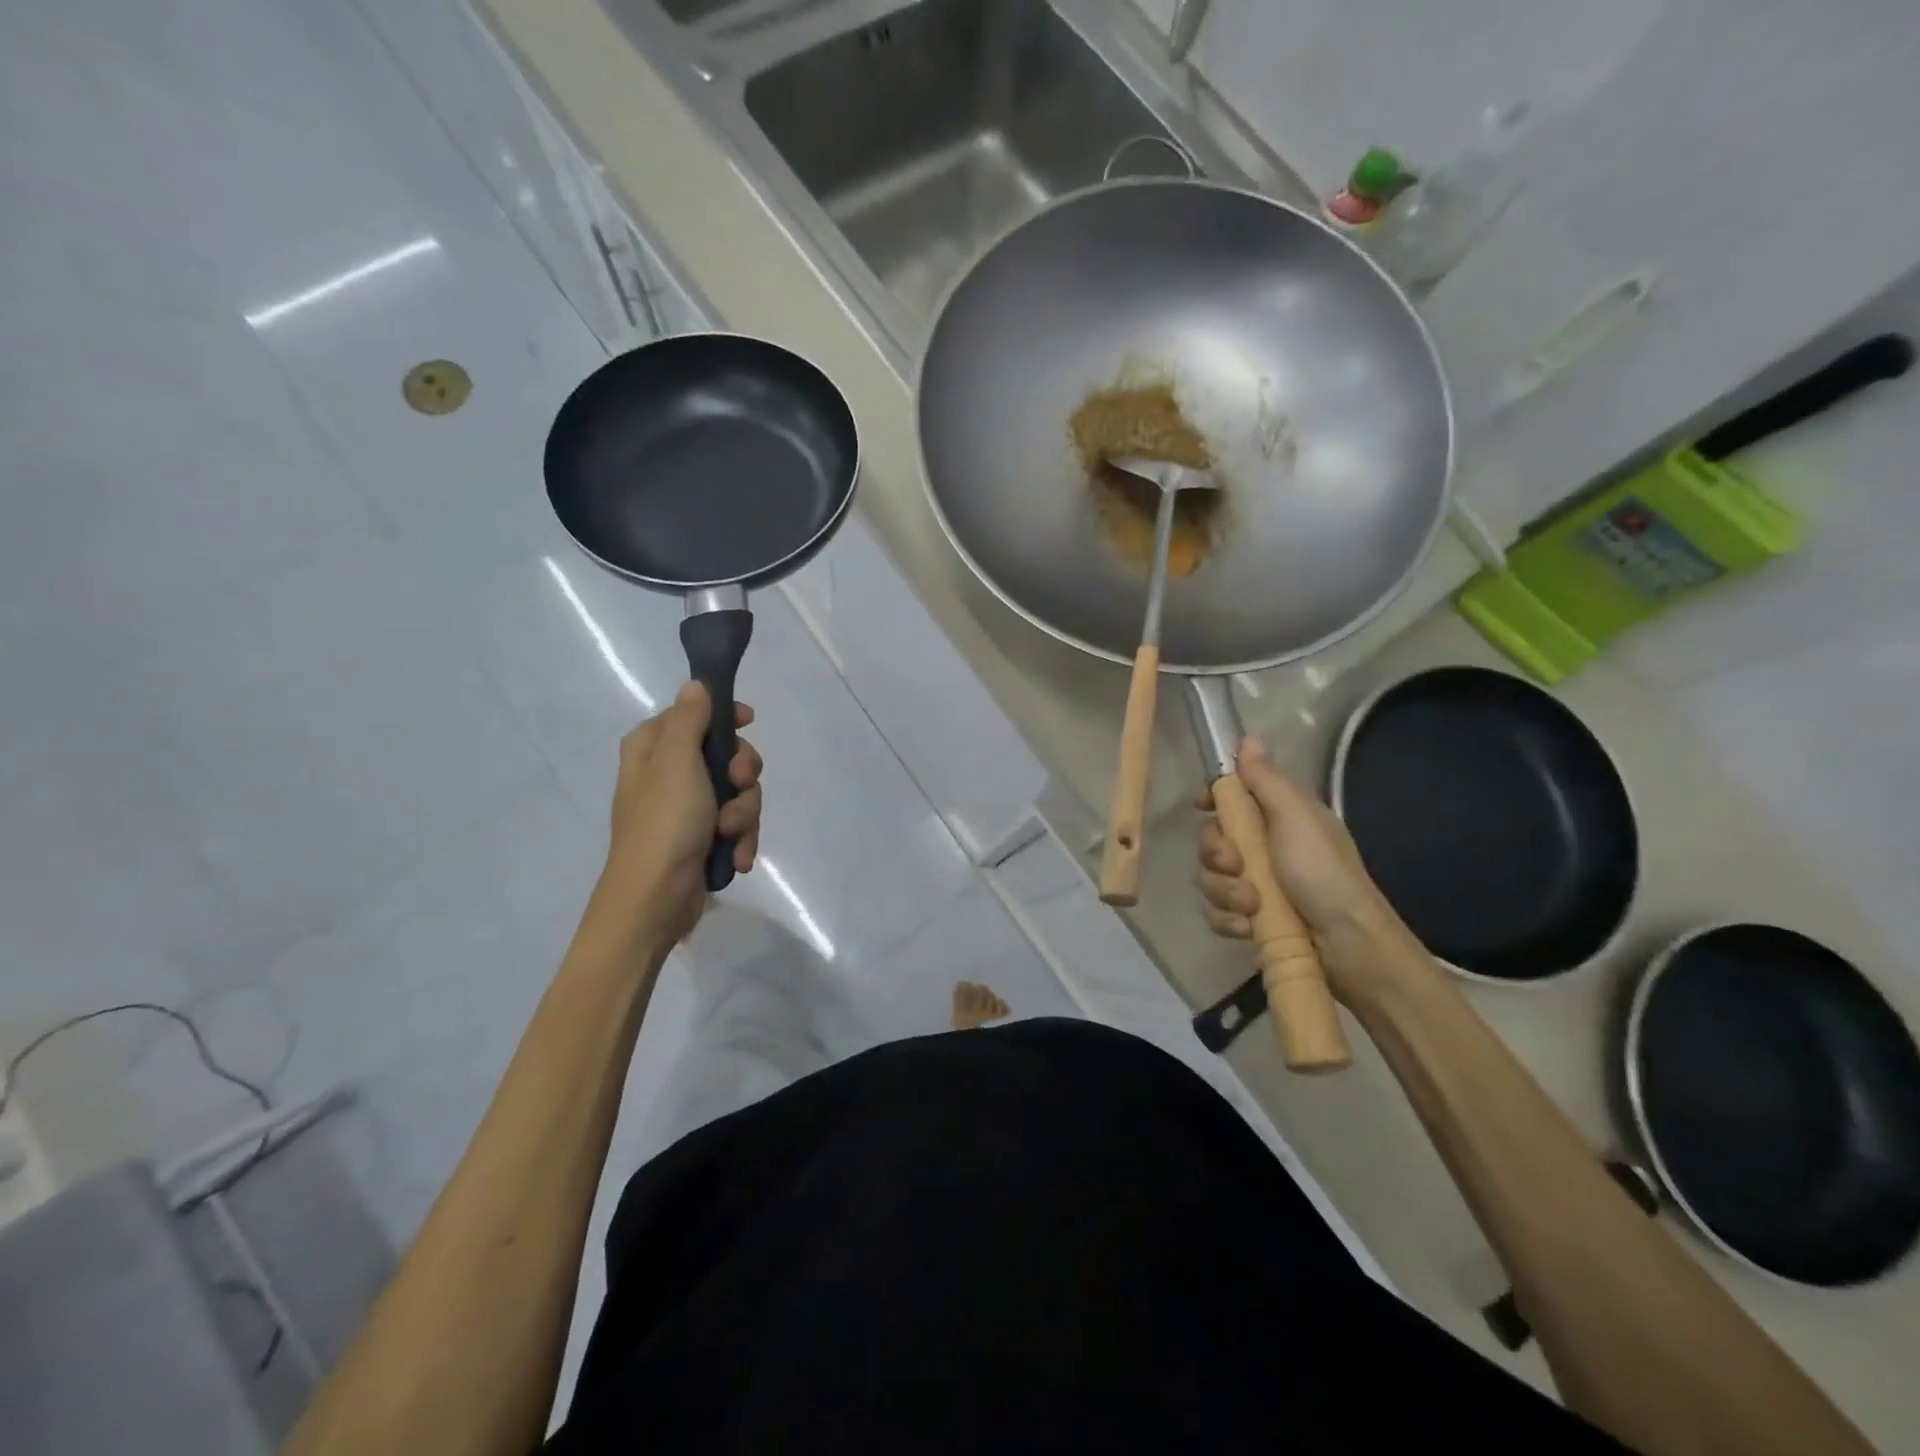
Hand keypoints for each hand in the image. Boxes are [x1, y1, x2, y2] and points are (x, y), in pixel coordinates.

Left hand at [598, 682, 762, 945]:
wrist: (655, 899)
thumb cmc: (664, 823)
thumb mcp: (677, 761)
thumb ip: (690, 719)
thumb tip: (696, 685)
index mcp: (653, 749)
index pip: (694, 714)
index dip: (725, 716)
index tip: (749, 722)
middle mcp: (669, 774)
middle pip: (726, 754)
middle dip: (742, 775)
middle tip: (740, 784)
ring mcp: (688, 809)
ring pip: (739, 793)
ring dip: (743, 814)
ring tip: (729, 835)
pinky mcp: (703, 838)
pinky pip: (737, 825)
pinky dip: (740, 839)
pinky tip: (737, 856)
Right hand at [1195, 738, 1410, 998]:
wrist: (1348, 946)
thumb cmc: (1323, 873)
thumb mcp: (1295, 818)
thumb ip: (1266, 781)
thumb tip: (1247, 739)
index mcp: (1280, 817)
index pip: (1234, 796)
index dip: (1213, 799)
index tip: (1201, 806)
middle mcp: (1265, 847)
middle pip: (1214, 839)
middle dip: (1217, 855)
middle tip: (1236, 866)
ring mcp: (1257, 885)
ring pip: (1211, 877)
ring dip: (1225, 892)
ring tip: (1252, 906)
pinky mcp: (1251, 919)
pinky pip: (1217, 911)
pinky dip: (1228, 919)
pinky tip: (1247, 927)